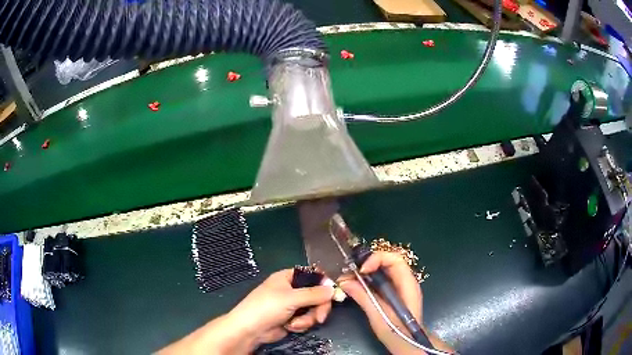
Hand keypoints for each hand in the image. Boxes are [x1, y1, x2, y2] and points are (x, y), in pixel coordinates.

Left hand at [159, 269, 333, 354]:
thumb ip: (314, 294)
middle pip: (317, 295)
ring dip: (308, 319)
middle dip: (319, 307)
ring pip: (313, 309)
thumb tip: (333, 289)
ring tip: (295, 324)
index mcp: (289, 277)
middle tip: (320, 317)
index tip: (334, 293)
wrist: (250, 330)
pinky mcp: (293, 318)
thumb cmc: (267, 307)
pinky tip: (290, 327)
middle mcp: (292, 289)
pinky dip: (301, 324)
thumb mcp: (291, 298)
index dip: (324, 283)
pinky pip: (307, 319)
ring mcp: (293, 305)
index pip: (313, 275)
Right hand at [339, 252, 451, 353]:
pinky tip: (357, 286)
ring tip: (350, 279)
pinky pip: (381, 280)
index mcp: (407, 283)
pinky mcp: (394, 294)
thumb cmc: (397, 332)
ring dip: (366, 272)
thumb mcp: (378, 315)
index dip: (377, 259)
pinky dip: (368, 280)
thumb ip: (363, 297)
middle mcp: (405, 281)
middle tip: (350, 272)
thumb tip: (344, 281)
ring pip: (383, 270)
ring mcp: (400, 287)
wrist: (408, 343)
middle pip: (388, 262)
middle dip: (368, 263)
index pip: (394, 259)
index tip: (361, 270)